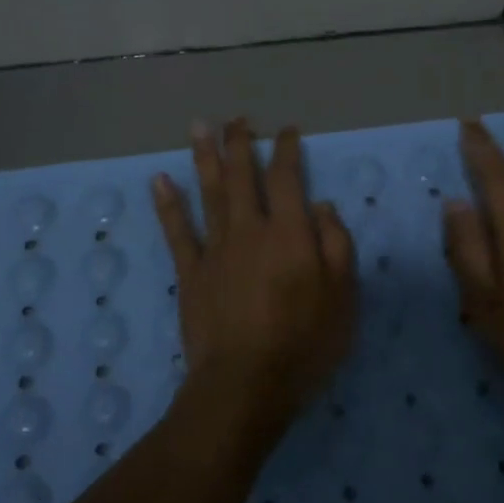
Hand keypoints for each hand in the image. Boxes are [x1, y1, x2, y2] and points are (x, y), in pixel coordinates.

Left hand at [152, 119, 357, 442]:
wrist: (245, 383)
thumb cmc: (305, 343)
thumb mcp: (343, 298)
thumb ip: (336, 246)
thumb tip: (321, 206)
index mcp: (289, 233)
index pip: (288, 179)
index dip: (287, 151)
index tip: (287, 132)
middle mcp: (250, 229)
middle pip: (242, 176)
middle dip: (241, 144)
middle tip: (237, 119)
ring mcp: (215, 249)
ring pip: (209, 192)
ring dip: (204, 157)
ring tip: (200, 127)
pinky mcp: (190, 273)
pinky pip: (177, 231)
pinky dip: (168, 204)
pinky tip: (160, 180)